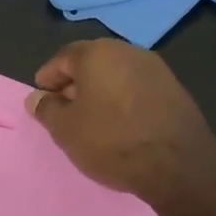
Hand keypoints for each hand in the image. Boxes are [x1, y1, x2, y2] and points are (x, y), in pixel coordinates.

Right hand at [26, 40, 215, 202]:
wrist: (179, 164)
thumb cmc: (112, 141)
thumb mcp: (66, 130)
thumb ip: (46, 109)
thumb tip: (37, 98)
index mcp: (97, 53)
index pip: (63, 58)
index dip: (48, 78)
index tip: (42, 98)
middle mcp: (127, 51)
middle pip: (92, 62)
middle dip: (75, 83)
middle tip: (65, 109)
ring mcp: (155, 68)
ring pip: (117, 74)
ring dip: (101, 91)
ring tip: (93, 119)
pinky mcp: (175, 88)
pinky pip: (138, 88)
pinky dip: (124, 99)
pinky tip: (121, 123)